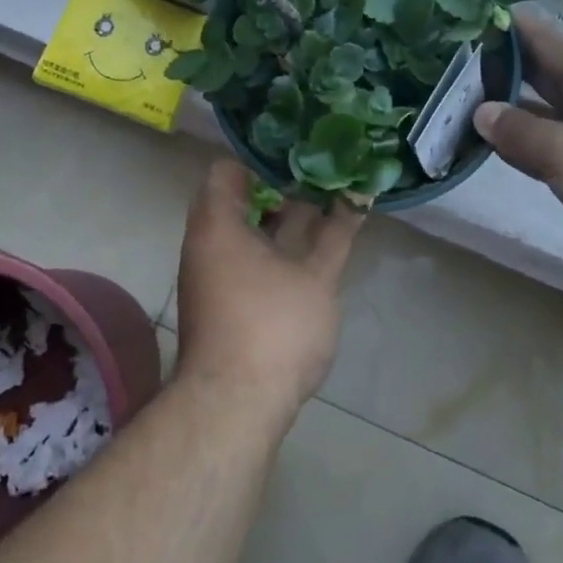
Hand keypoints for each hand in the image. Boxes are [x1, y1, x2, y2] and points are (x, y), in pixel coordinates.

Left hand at [173, 159, 362, 426]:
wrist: (233, 408)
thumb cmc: (273, 327)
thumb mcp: (316, 276)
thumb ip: (336, 234)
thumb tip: (357, 196)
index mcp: (218, 224)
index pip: (228, 169)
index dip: (263, 157)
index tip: (300, 155)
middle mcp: (205, 244)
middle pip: (237, 200)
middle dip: (279, 189)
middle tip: (319, 179)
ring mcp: (210, 276)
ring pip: (243, 232)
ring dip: (277, 222)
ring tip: (321, 210)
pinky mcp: (220, 304)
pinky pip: (243, 258)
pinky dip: (271, 249)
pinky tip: (307, 253)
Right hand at [473, 11, 562, 288]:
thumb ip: (521, 133)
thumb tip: (481, 113)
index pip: (541, 38)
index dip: (504, 28)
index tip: (464, 24)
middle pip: (544, 70)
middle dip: (502, 67)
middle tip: (455, 66)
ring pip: (552, 108)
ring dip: (516, 107)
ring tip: (469, 104)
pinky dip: (535, 139)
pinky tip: (509, 148)